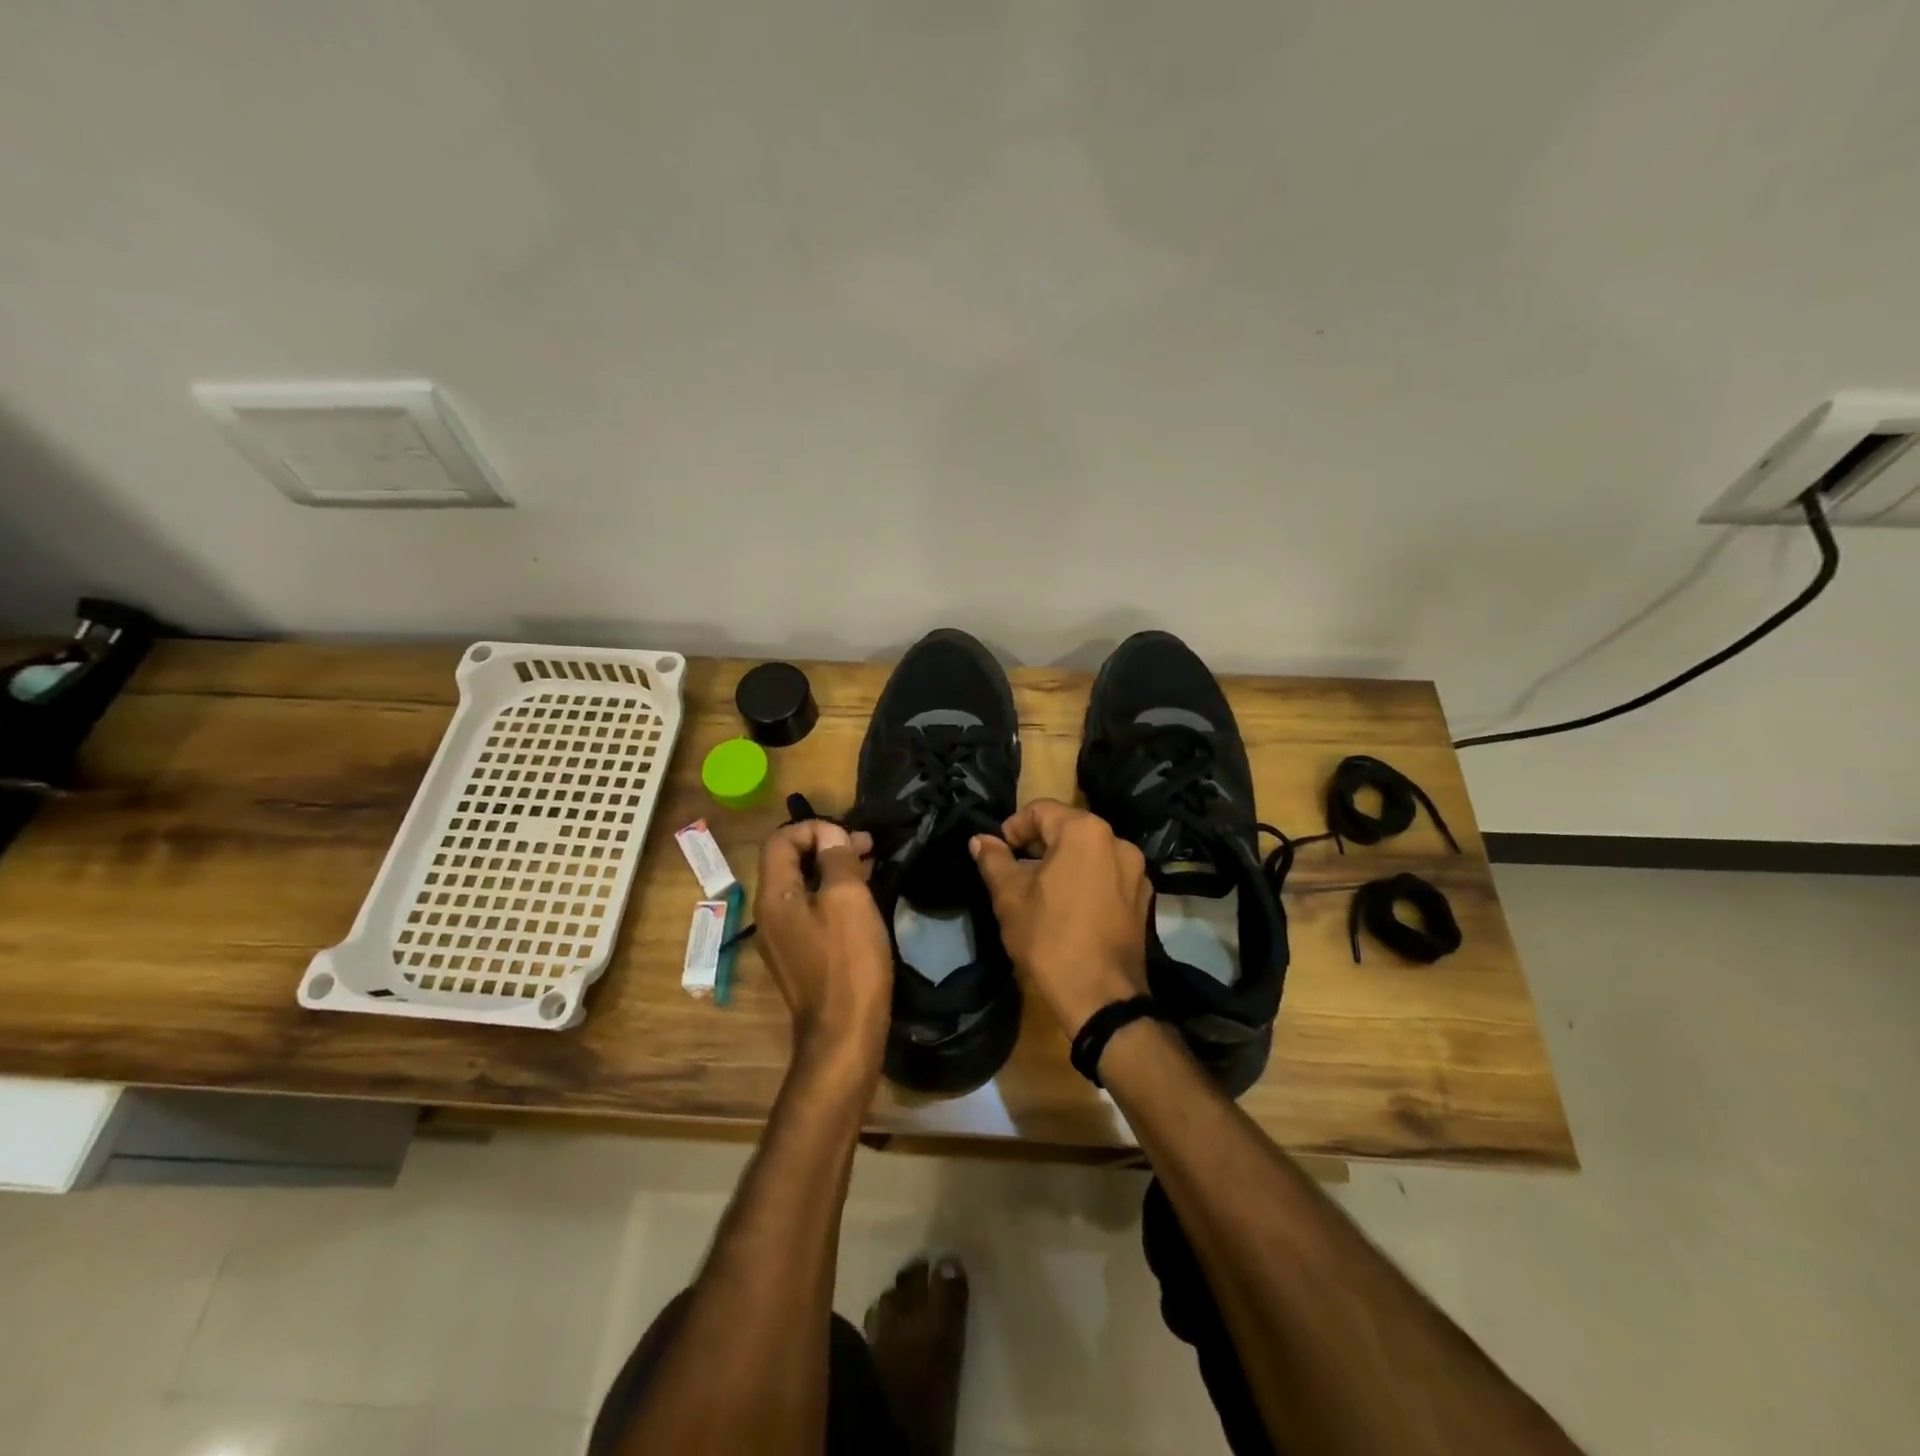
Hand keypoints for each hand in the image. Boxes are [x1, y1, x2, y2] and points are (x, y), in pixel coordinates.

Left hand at [752, 821, 892, 1082]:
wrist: (844, 1033)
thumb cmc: (848, 960)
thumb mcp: (848, 898)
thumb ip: (836, 859)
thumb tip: (830, 835)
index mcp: (774, 895)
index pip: (780, 839)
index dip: (814, 827)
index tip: (850, 836)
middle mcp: (770, 912)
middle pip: (790, 861)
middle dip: (827, 845)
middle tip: (868, 846)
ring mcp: (783, 936)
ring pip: (803, 885)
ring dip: (833, 868)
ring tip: (871, 865)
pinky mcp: (800, 954)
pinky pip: (811, 909)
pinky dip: (833, 894)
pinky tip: (863, 897)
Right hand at [970, 799, 1152, 1038]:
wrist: (1100, 997)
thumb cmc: (1049, 937)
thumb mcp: (1010, 897)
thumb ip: (994, 860)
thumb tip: (980, 839)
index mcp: (1085, 831)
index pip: (1041, 810)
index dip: (1014, 827)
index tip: (999, 853)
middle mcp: (1117, 841)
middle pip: (1068, 828)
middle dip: (1038, 845)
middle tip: (1016, 872)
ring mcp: (1136, 871)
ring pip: (1090, 853)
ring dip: (1064, 863)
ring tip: (1042, 892)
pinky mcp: (1144, 898)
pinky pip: (1108, 876)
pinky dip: (1087, 881)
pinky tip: (1071, 909)